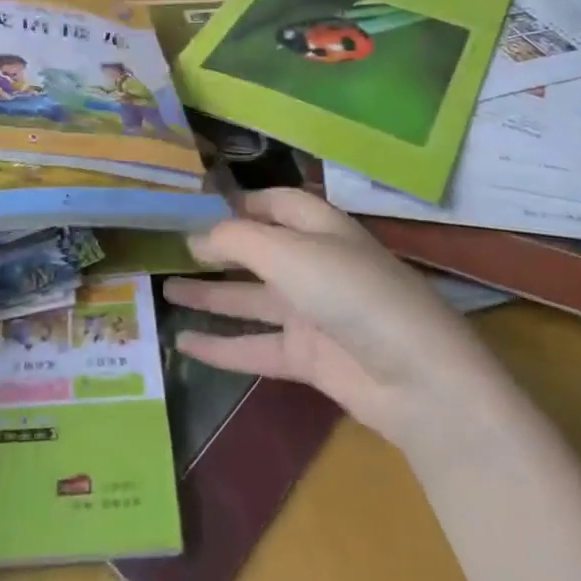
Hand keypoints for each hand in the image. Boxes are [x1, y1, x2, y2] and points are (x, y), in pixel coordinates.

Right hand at [164, 189, 491, 449]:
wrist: (415, 378)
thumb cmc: (349, 292)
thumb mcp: (287, 253)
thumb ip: (237, 240)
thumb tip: (197, 235)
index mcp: (318, 227)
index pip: (274, 202)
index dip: (238, 202)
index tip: (193, 206)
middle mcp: (313, 263)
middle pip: (258, 249)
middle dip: (217, 248)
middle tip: (169, 247)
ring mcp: (311, 312)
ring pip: (251, 297)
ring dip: (211, 294)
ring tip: (165, 289)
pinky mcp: (308, 356)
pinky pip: (255, 345)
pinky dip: (222, 345)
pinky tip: (184, 344)